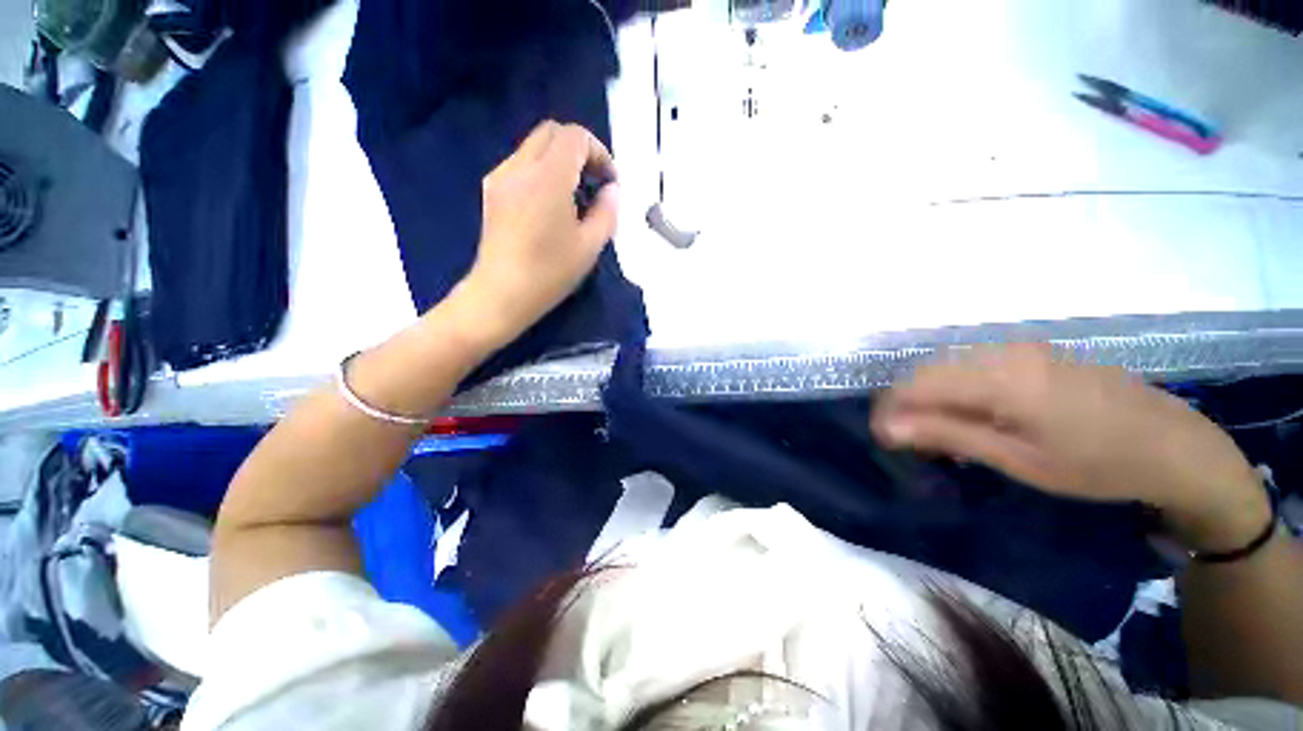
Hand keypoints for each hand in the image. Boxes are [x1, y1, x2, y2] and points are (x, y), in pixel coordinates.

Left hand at [452, 121, 619, 349]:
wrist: (501, 294)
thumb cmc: (550, 273)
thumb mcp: (590, 246)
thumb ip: (607, 212)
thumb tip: (611, 190)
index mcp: (547, 177)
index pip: (575, 137)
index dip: (599, 153)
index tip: (610, 183)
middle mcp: (520, 167)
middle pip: (552, 132)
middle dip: (580, 151)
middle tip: (594, 184)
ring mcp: (501, 178)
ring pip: (535, 147)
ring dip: (560, 162)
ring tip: (574, 199)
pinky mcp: (492, 192)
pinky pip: (521, 165)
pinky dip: (542, 173)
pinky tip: (550, 207)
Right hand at [871, 344, 1271, 552]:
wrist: (1176, 447)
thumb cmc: (1098, 465)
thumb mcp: (1020, 460)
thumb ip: (949, 436)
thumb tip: (889, 428)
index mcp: (1001, 379)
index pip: (917, 384)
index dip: (890, 409)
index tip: (883, 437)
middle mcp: (1004, 352)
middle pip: (928, 370)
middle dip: (907, 403)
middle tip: (910, 440)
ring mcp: (1022, 348)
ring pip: (950, 365)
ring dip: (932, 396)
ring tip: (938, 431)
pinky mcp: (1034, 352)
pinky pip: (975, 363)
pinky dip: (959, 387)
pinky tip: (972, 413)